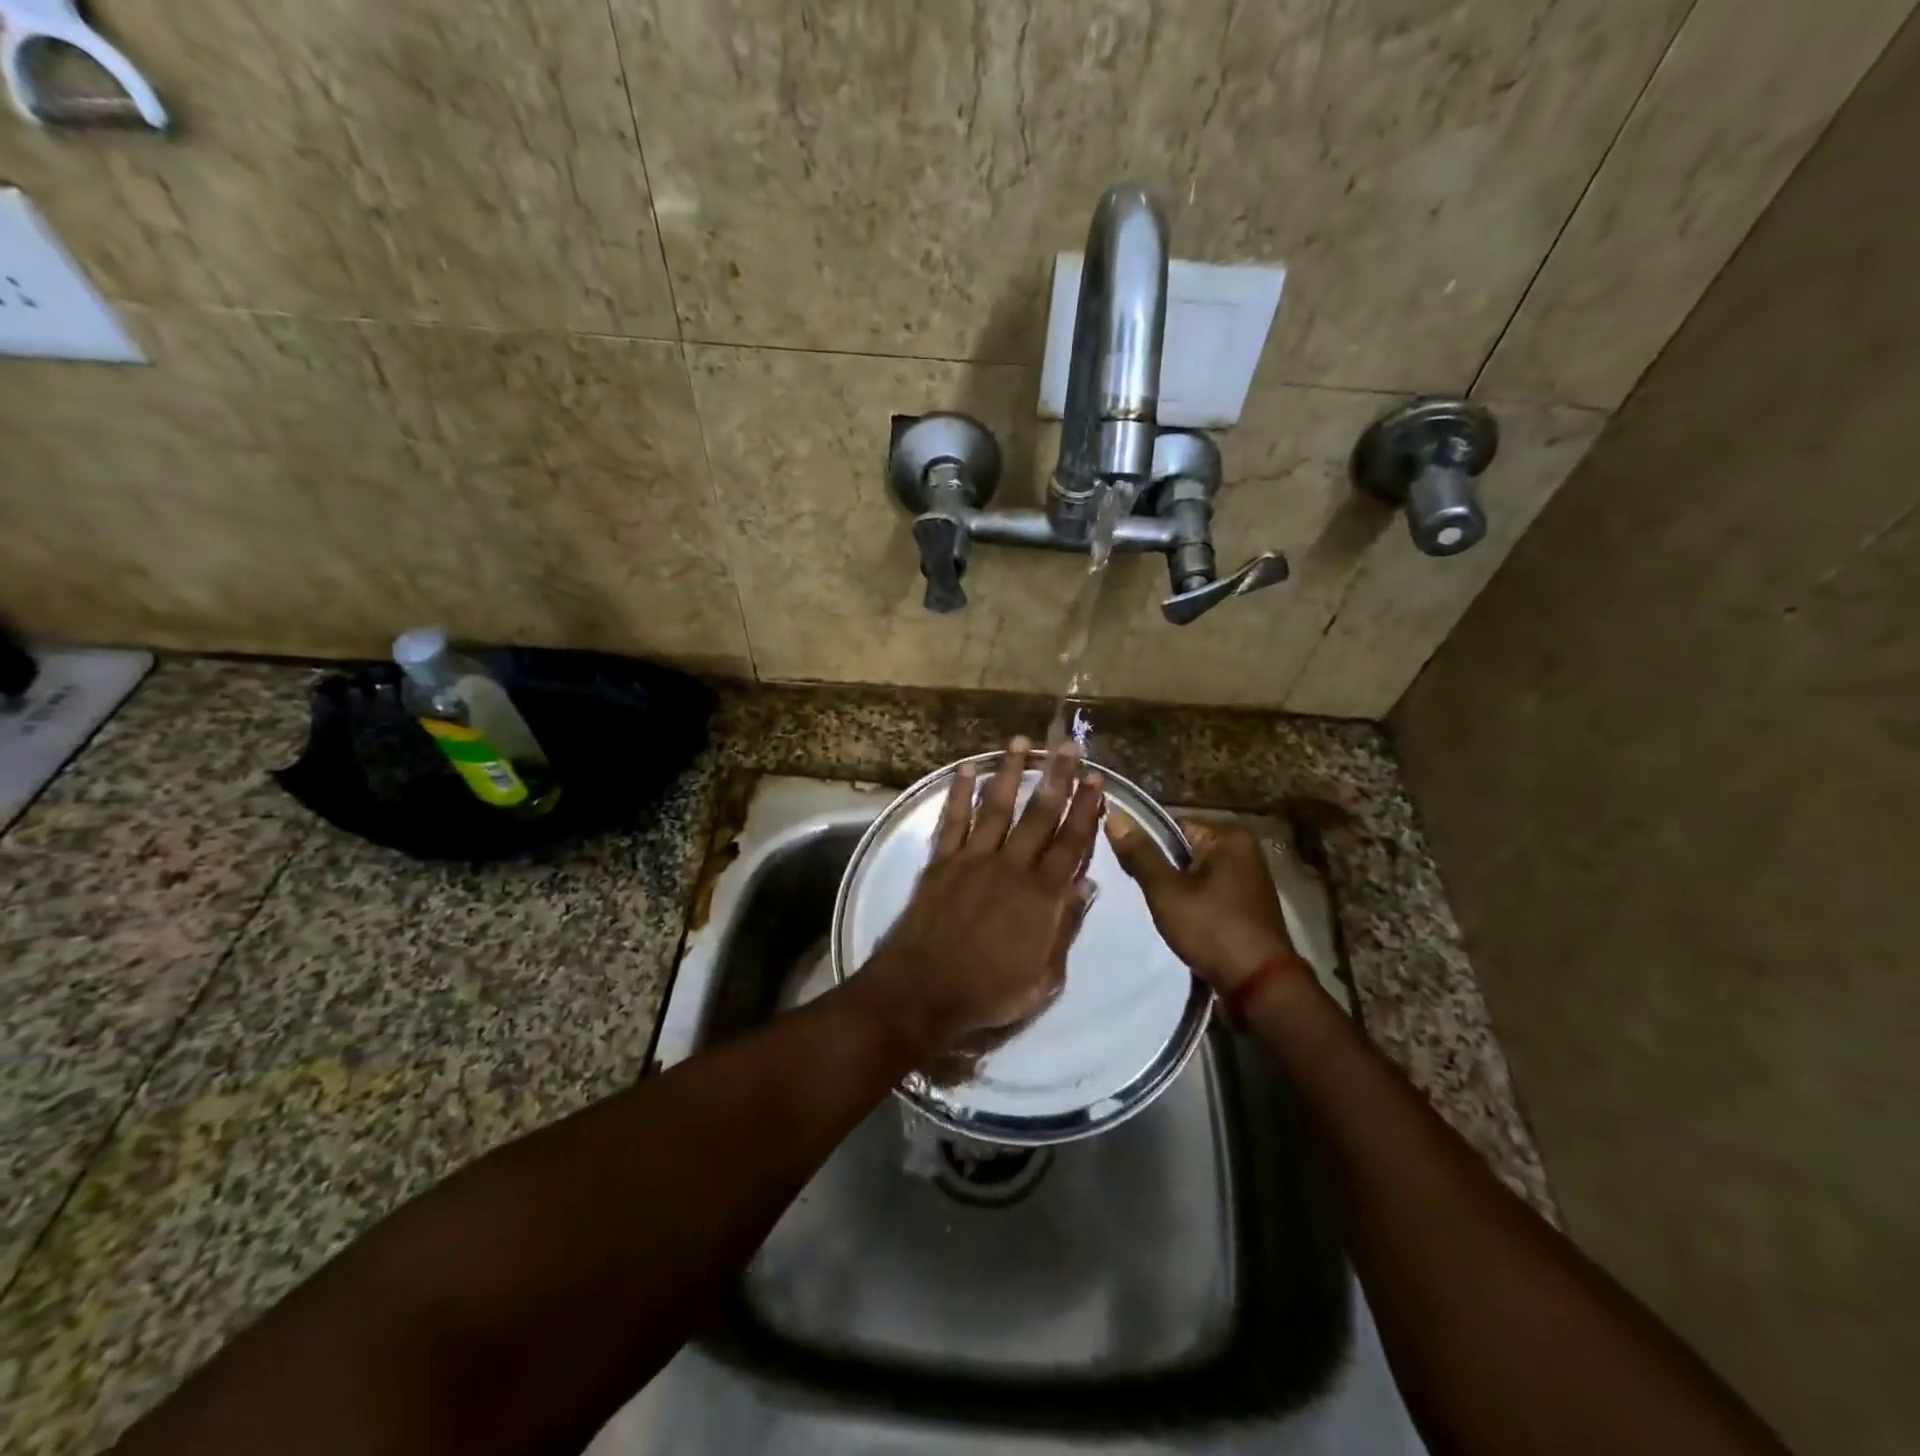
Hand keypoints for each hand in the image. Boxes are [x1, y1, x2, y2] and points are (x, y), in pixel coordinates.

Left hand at [858, 738, 1102, 1050]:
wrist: (923, 991)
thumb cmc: (988, 993)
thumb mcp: (1043, 978)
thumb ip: (1065, 928)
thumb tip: (1086, 887)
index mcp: (1042, 896)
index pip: (1072, 843)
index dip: (1086, 810)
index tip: (1096, 780)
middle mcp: (1011, 867)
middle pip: (1039, 815)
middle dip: (1057, 777)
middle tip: (1067, 745)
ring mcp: (973, 859)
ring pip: (997, 807)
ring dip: (1010, 772)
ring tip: (1020, 741)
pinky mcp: (941, 862)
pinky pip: (953, 820)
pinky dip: (959, 793)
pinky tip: (966, 768)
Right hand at [1106, 813, 1298, 992]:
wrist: (1259, 986)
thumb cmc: (1212, 929)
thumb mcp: (1167, 891)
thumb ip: (1140, 853)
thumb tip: (1114, 815)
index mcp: (1229, 836)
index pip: (1172, 826)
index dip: (1147, 847)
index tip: (1130, 869)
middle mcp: (1245, 850)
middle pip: (1185, 849)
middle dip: (1162, 870)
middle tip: (1142, 892)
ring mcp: (1250, 878)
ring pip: (1196, 873)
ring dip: (1177, 889)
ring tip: (1159, 908)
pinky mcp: (1248, 905)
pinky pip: (1210, 892)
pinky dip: (1194, 903)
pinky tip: (1181, 921)